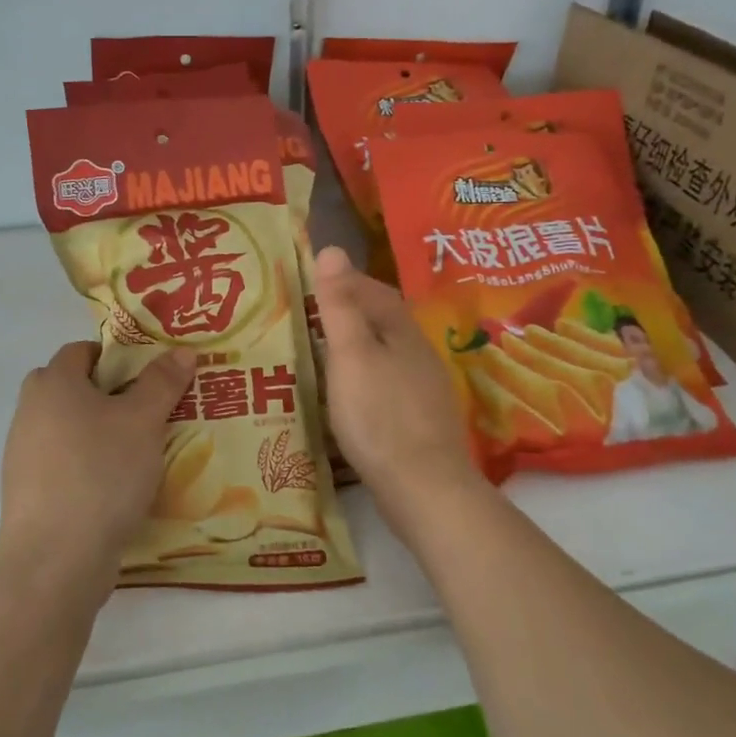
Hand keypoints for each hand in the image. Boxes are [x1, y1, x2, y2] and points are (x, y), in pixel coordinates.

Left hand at [0, 341, 196, 586]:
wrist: (56, 558)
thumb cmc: (101, 472)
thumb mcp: (143, 421)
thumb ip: (162, 382)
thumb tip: (181, 351)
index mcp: (52, 383)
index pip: (81, 350)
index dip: (117, 357)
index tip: (149, 376)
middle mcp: (30, 411)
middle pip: (72, 388)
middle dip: (110, 395)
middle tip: (149, 411)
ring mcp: (23, 454)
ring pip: (69, 428)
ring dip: (100, 433)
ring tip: (141, 451)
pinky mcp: (29, 492)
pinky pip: (64, 463)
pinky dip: (89, 465)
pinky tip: (118, 486)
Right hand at [314, 246, 481, 536]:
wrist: (424, 488)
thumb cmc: (380, 416)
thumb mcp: (350, 355)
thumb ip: (340, 305)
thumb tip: (332, 248)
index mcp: (402, 332)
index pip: (376, 292)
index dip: (347, 281)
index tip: (315, 281)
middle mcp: (418, 354)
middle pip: (384, 321)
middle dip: (352, 312)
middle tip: (311, 315)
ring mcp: (423, 390)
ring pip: (387, 354)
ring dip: (358, 346)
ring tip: (323, 352)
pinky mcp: (419, 421)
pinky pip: (388, 384)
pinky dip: (365, 377)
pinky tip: (348, 395)